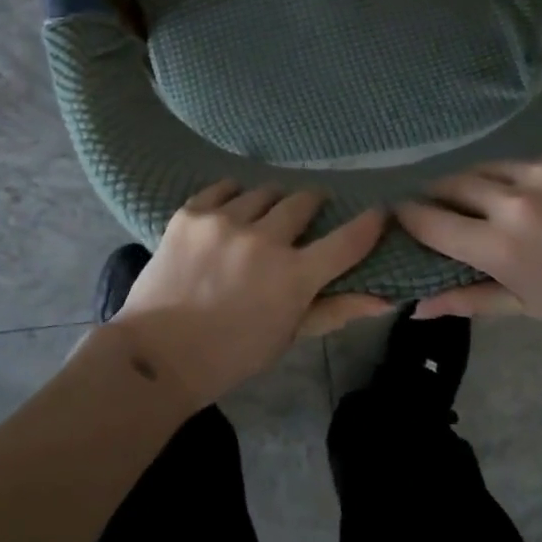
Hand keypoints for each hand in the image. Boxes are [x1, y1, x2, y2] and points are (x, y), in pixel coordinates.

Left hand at [109, 183, 391, 408]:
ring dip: (270, 203)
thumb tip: (383, 298)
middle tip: (305, 217)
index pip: (347, 240)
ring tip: (261, 218)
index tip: (379, 211)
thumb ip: (335, 310)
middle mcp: (263, 239)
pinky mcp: (191, 212)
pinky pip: (223, 187)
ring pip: (264, 191)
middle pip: (303, 201)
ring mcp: (224, 221)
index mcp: (293, 276)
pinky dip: (233, 196)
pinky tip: (230, 211)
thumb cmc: (232, 354)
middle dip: (312, 205)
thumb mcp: (288, 336)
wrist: (158, 353)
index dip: (370, 223)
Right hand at [394, 147, 541, 333]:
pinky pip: (522, 161)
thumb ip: (468, 299)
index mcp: (500, 246)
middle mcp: (512, 199)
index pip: (429, 221)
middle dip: (435, 196)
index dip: (407, 217)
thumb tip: (417, 307)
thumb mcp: (529, 307)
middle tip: (436, 208)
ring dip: (474, 183)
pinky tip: (536, 195)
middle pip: (449, 184)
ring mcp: (541, 170)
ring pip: (484, 167)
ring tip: (483, 200)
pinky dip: (516, 177)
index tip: (399, 217)